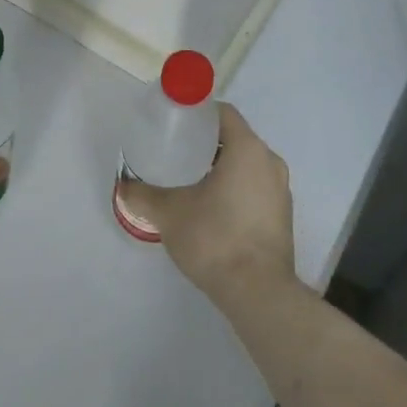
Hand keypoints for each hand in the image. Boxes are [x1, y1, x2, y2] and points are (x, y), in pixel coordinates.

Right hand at [117, 103, 296, 308]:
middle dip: (207, 142)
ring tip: (190, 180)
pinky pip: (256, 187)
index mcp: (248, 149)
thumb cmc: (215, 238)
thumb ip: (143, 195)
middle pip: (235, 138)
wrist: (258, 293)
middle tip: (176, 151)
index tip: (176, 123)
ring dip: (222, 167)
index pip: (224, 113)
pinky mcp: (283, 216)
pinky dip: (236, 188)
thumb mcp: (169, 213)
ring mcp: (281, 190)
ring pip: (247, 164)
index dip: (198, 113)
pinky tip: (212, 208)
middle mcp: (270, 162)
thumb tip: (123, 186)